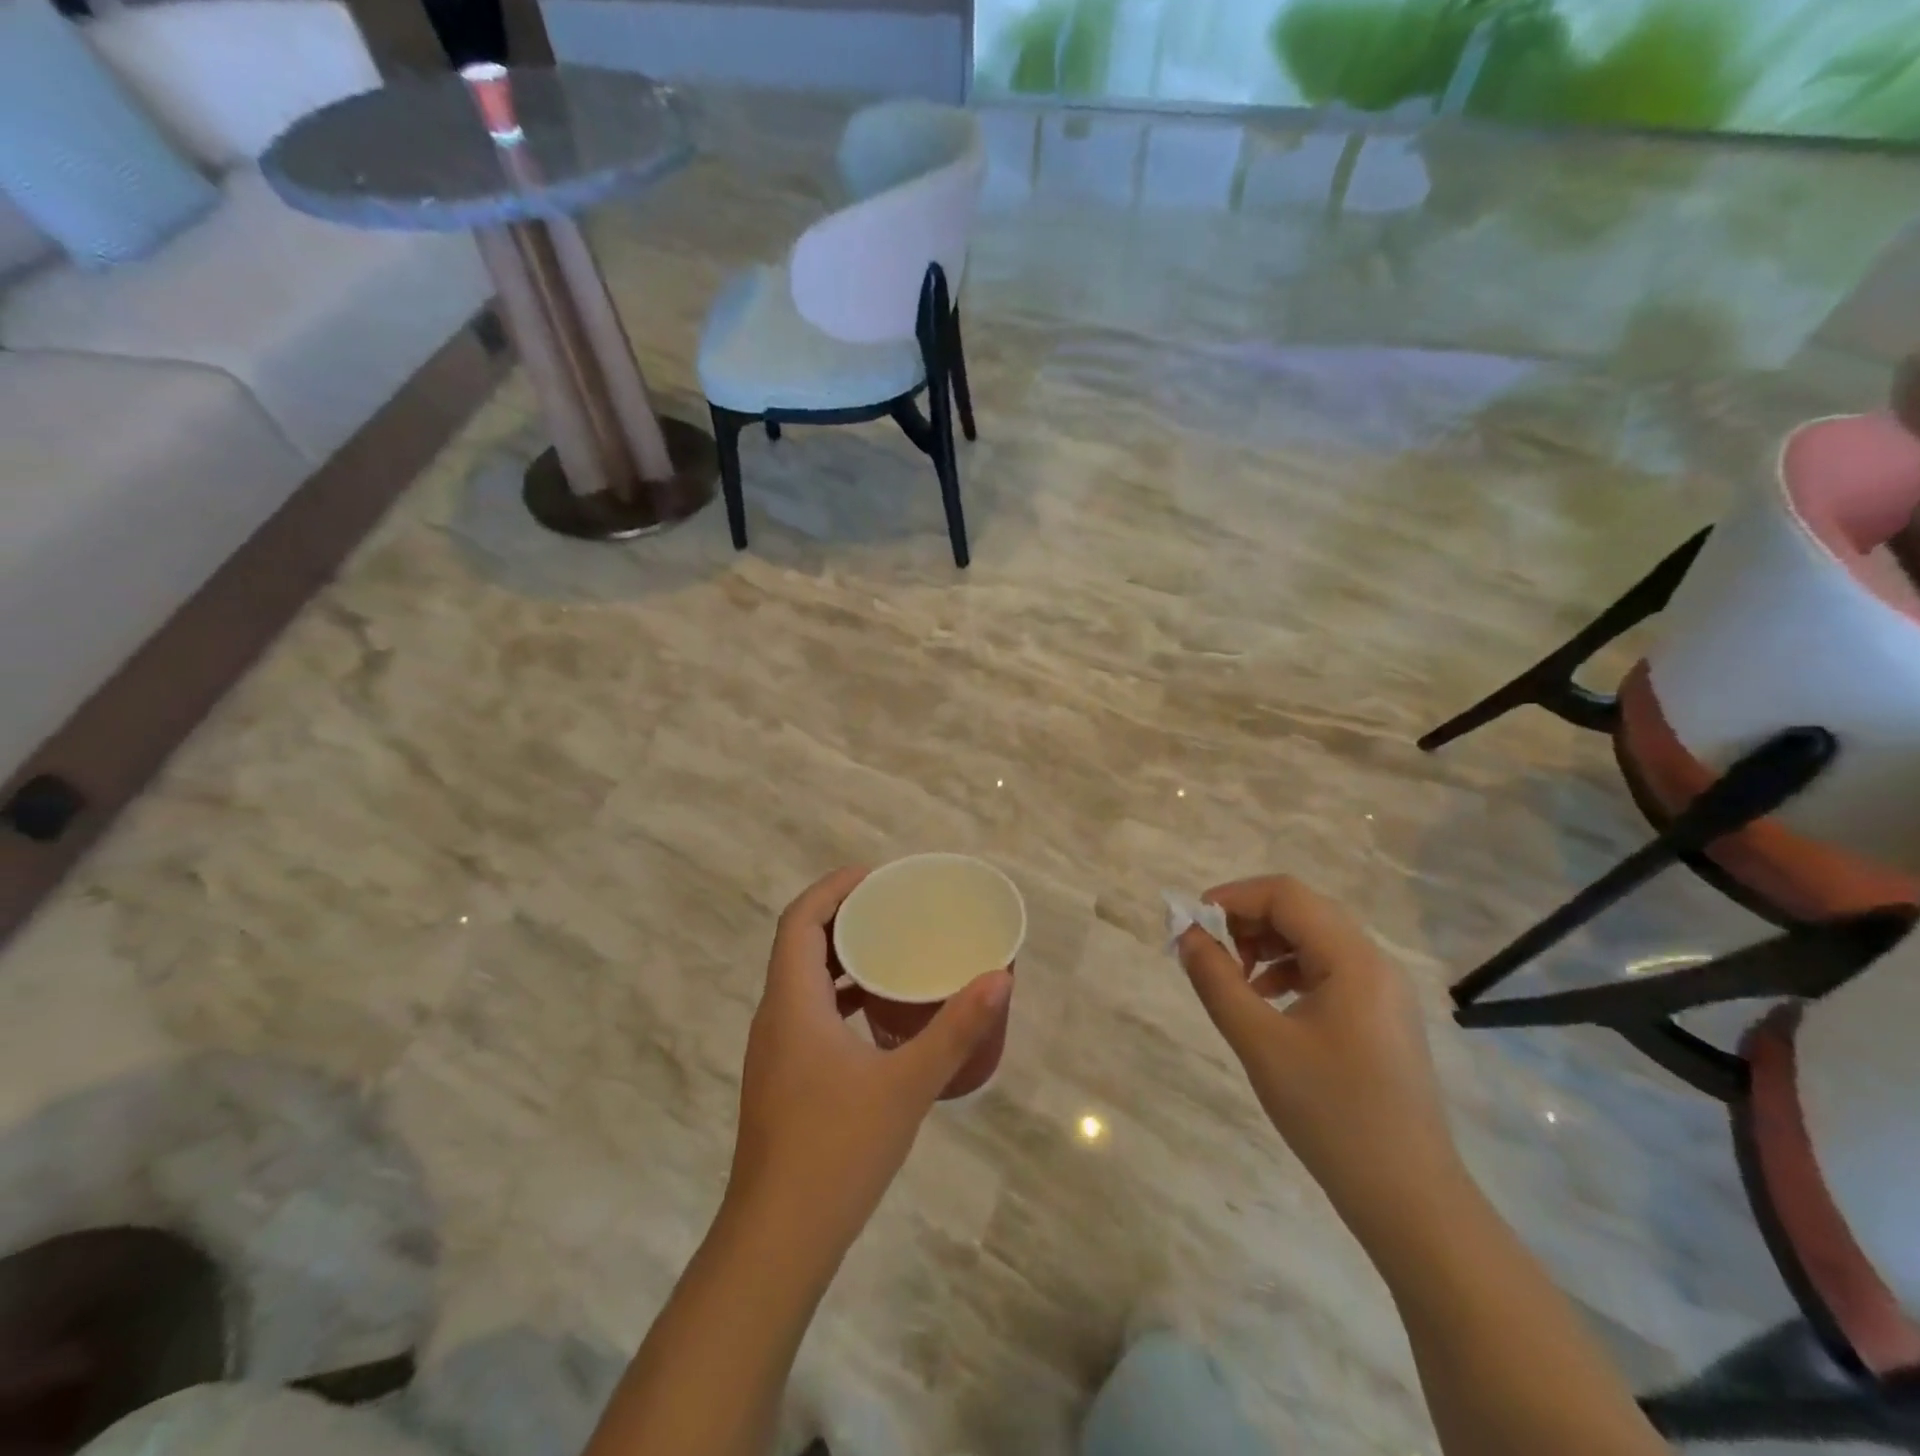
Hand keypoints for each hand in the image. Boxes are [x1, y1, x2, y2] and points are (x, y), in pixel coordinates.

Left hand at [727, 868, 1012, 1253]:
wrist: (777, 1241)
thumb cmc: (837, 1150)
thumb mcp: (907, 1085)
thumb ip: (955, 1029)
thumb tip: (1000, 978)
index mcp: (792, 1003)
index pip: (799, 921)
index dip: (831, 888)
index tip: (873, 875)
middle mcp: (774, 1018)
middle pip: (798, 945)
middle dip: (841, 917)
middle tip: (891, 907)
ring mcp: (774, 1052)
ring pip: (801, 981)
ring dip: (839, 957)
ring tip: (889, 949)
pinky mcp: (781, 1080)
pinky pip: (806, 1013)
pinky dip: (838, 996)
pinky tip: (876, 1016)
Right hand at [1176, 876, 1464, 1236]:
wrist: (1409, 1198)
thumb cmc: (1333, 1114)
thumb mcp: (1260, 1044)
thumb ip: (1217, 981)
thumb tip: (1186, 936)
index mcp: (1354, 959)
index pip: (1286, 895)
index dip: (1232, 897)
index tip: (1191, 922)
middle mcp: (1374, 962)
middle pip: (1301, 910)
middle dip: (1247, 920)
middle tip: (1209, 952)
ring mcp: (1382, 990)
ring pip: (1313, 939)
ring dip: (1266, 945)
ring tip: (1234, 980)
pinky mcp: (1379, 1016)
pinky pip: (1326, 970)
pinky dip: (1287, 971)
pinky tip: (1265, 1003)